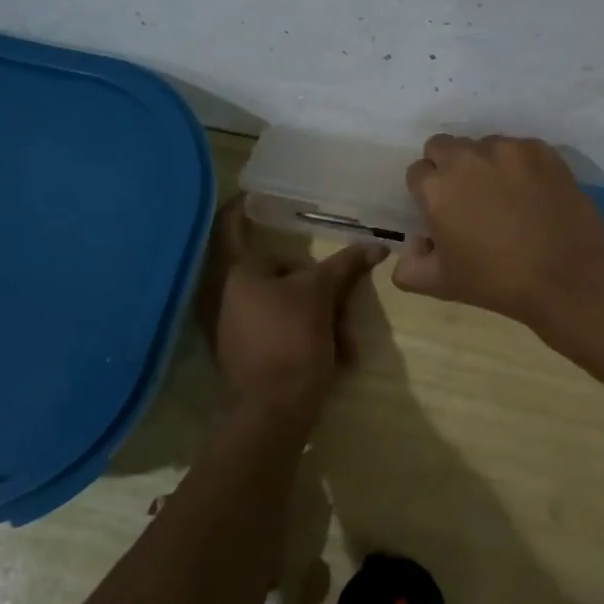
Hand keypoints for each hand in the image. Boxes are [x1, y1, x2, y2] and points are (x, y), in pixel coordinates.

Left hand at [199, 201, 384, 419]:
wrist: (275, 412)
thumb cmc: (292, 339)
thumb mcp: (322, 295)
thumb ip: (346, 265)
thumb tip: (377, 244)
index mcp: (236, 275)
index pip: (230, 226)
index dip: (239, 206)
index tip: (253, 192)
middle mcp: (227, 296)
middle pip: (275, 270)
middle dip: (312, 281)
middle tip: (341, 290)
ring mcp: (233, 328)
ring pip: (282, 302)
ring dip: (317, 311)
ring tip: (345, 335)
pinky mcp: (244, 354)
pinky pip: (279, 327)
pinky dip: (305, 331)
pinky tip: (334, 350)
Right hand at [393, 134, 603, 328]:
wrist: (567, 277)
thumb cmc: (498, 282)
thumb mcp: (441, 285)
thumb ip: (409, 266)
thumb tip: (413, 243)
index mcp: (437, 188)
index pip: (418, 172)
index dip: (427, 191)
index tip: (443, 209)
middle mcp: (466, 157)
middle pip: (444, 146)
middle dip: (448, 166)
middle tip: (469, 196)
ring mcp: (506, 149)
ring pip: (482, 145)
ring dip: (485, 163)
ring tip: (505, 195)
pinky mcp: (539, 149)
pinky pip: (518, 148)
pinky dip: (519, 165)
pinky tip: (533, 192)